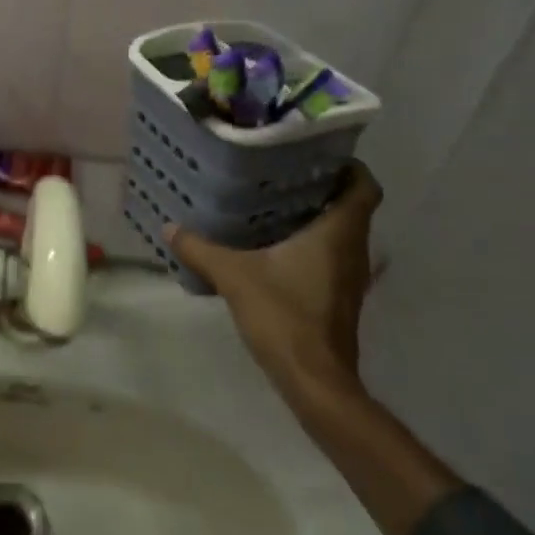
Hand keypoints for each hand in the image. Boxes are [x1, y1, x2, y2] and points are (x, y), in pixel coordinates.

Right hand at [165, 164, 383, 403]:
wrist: (314, 381)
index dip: (350, 167)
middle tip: (285, 172)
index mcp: (338, 233)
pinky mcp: (340, 297)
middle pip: (352, 207)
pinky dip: (313, 243)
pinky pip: (333, 256)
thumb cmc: (284, 316)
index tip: (320, 154)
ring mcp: (350, 277)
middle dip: (324, 187)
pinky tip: (276, 246)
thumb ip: (201, 249)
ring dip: (319, 216)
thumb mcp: (234, 277)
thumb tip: (169, 227)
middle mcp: (353, 250)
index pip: (364, 187)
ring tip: (276, 202)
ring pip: (343, 233)